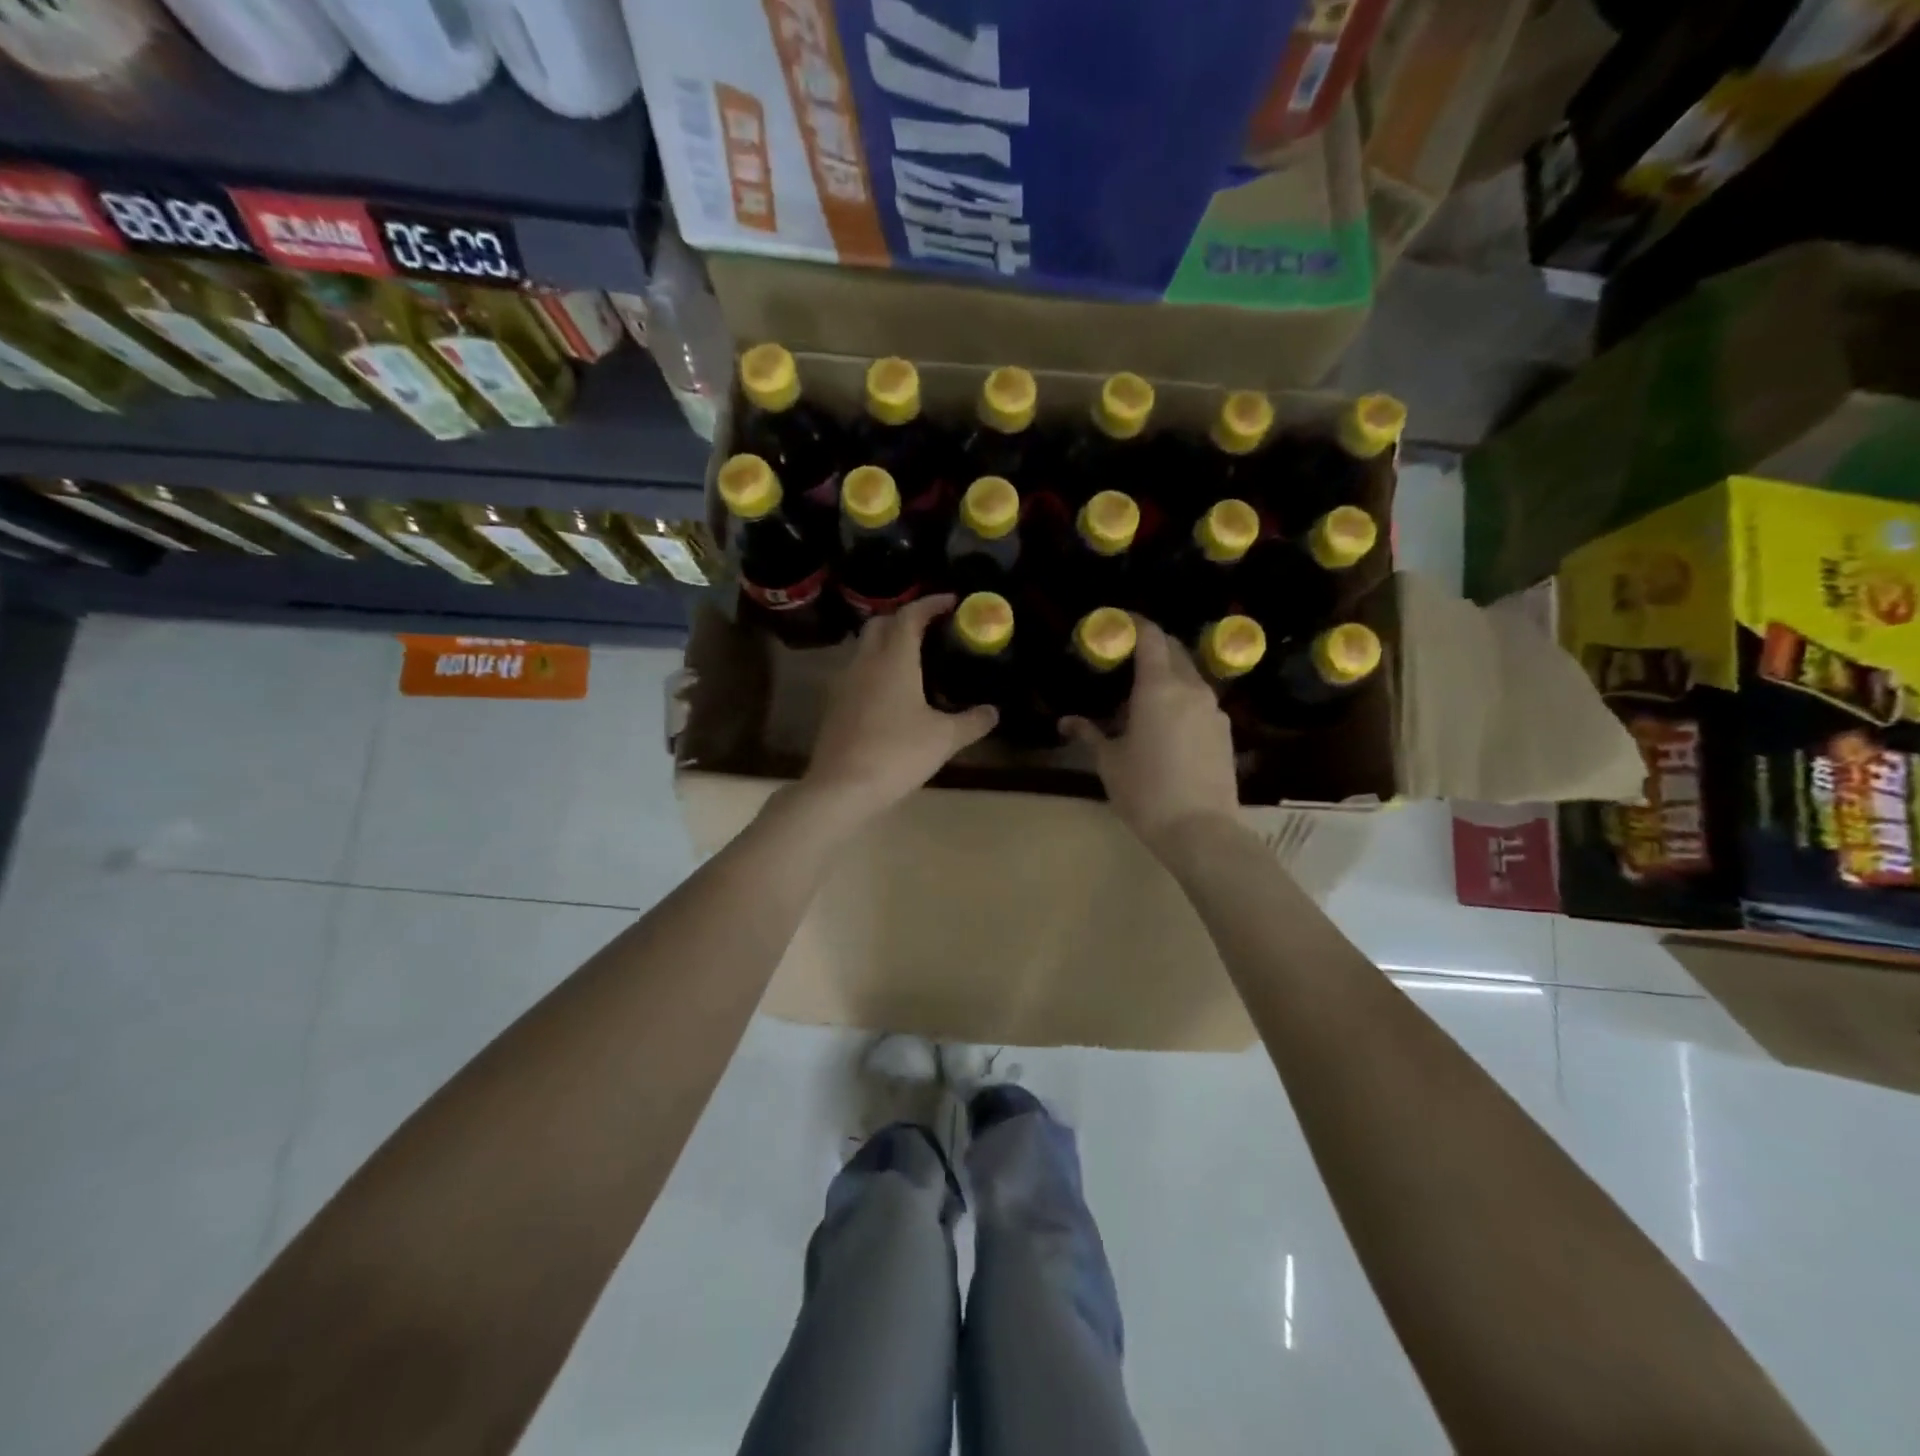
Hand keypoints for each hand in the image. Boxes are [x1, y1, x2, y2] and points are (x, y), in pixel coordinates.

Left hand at [801, 595, 997, 823]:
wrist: (841, 788)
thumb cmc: (897, 754)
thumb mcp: (944, 739)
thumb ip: (972, 722)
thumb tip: (993, 711)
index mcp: (894, 660)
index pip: (910, 615)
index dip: (931, 603)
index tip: (952, 602)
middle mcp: (865, 662)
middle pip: (880, 624)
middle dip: (905, 618)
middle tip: (931, 629)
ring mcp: (844, 683)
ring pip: (864, 648)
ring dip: (887, 644)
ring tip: (914, 660)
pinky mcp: (834, 706)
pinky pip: (857, 673)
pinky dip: (876, 670)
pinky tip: (892, 694)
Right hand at [1063, 615, 1238, 853]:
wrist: (1200, 829)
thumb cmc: (1146, 791)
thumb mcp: (1109, 762)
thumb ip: (1089, 734)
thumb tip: (1066, 722)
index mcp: (1158, 688)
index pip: (1150, 637)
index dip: (1134, 623)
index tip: (1117, 623)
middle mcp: (1190, 688)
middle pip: (1173, 650)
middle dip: (1151, 645)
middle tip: (1125, 657)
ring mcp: (1213, 709)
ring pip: (1189, 676)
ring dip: (1167, 674)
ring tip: (1142, 695)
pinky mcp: (1224, 730)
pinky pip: (1199, 700)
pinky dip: (1181, 698)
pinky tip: (1166, 723)